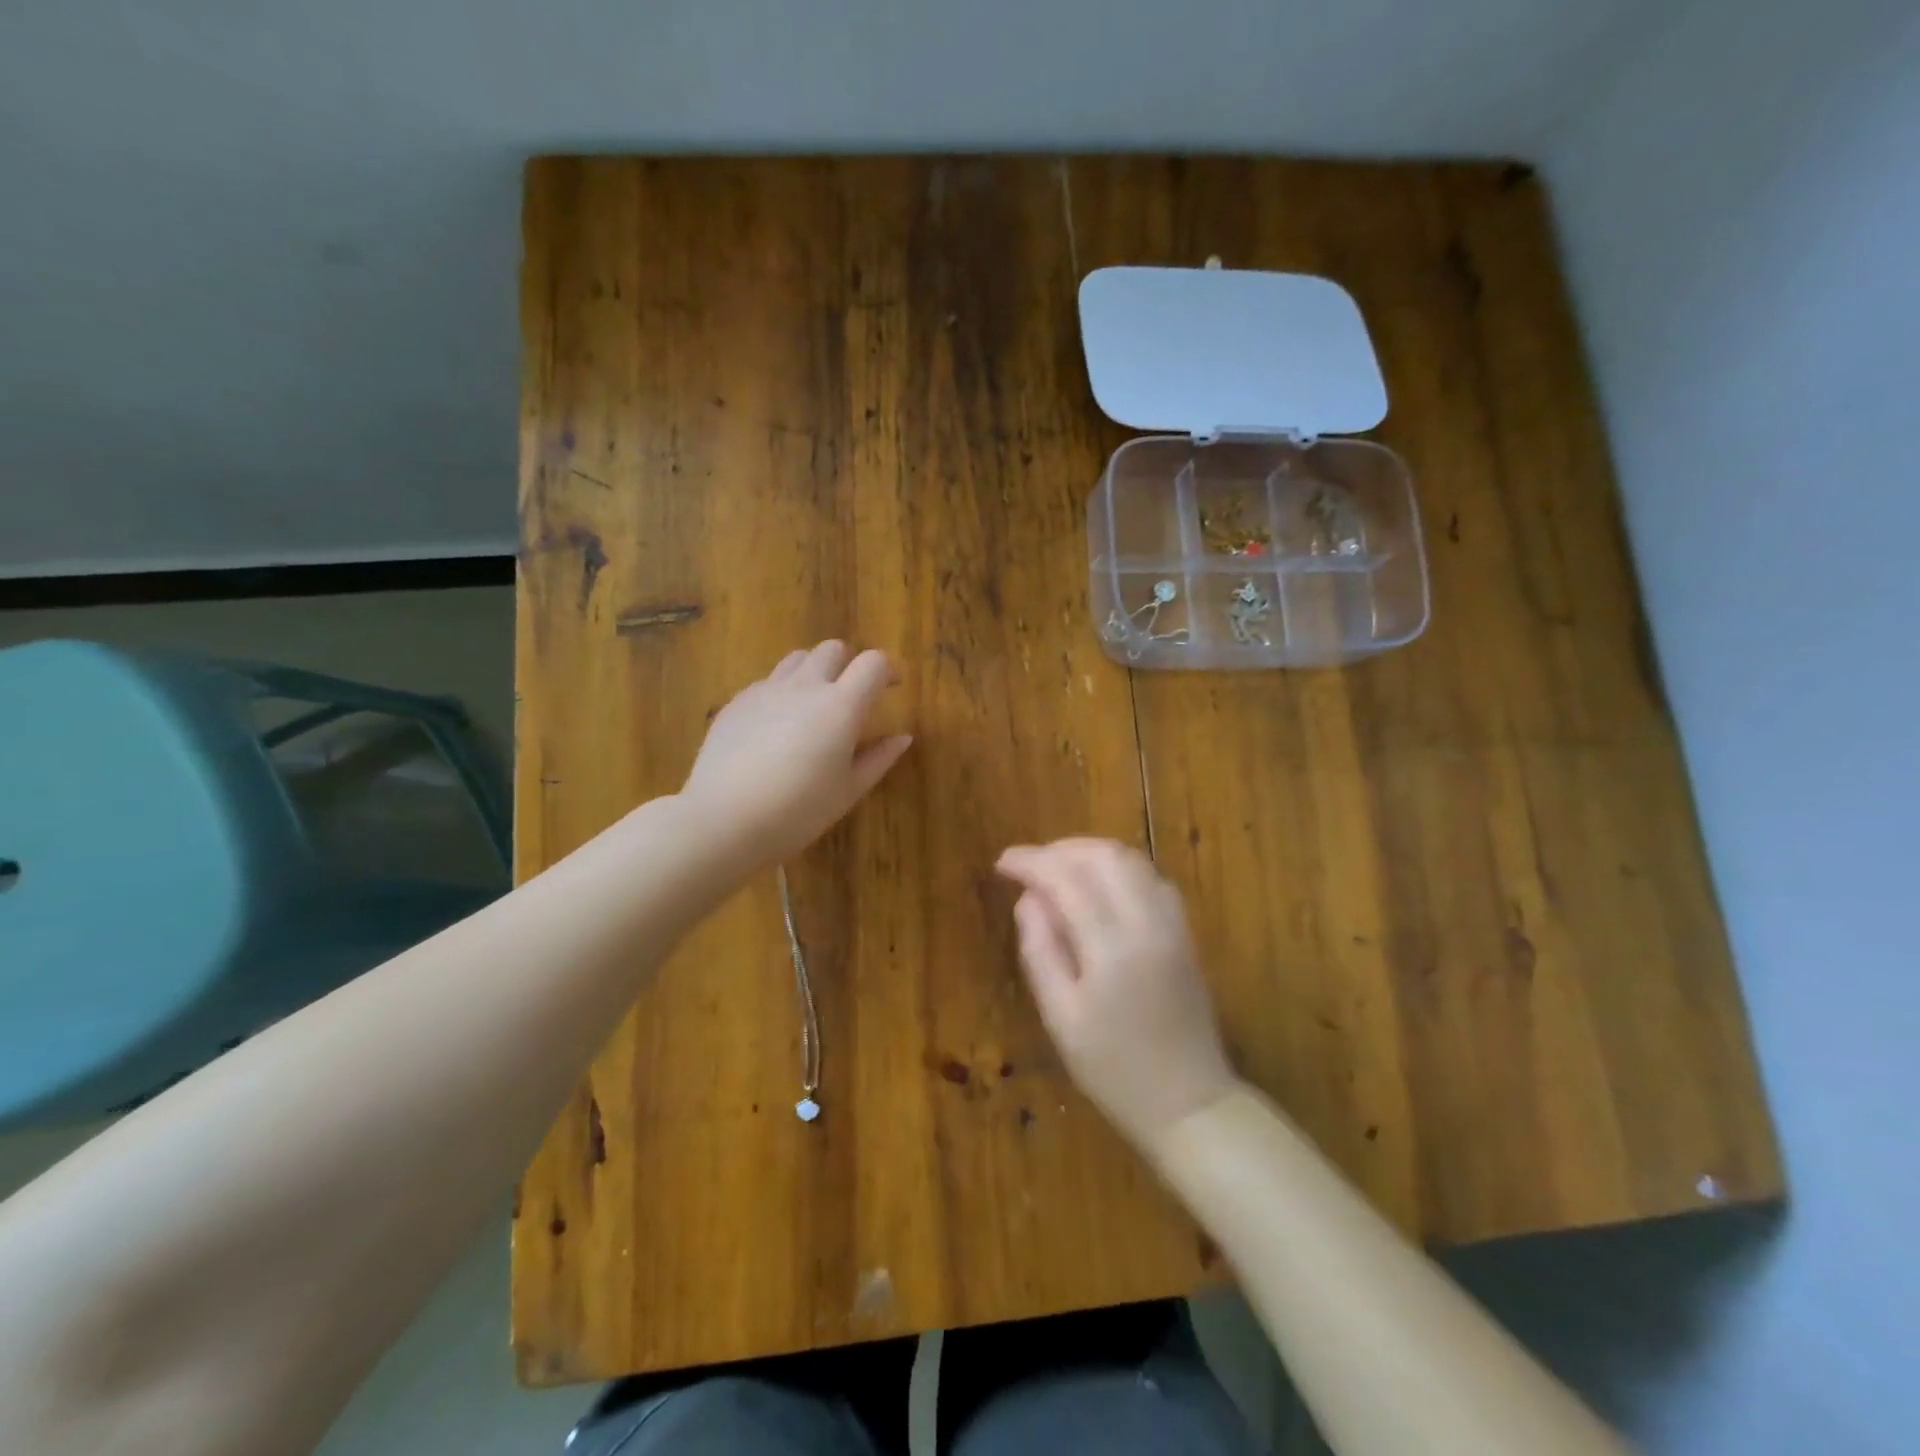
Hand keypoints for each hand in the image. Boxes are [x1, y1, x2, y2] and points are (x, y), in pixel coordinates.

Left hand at [681, 641, 911, 871]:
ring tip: (813, 704)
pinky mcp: (737, 702)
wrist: (723, 820)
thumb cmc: (797, 812)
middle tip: (851, 695)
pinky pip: (767, 682)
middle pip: (832, 649)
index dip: (887, 670)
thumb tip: (903, 737)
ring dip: (813, 671)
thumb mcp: (848, 791)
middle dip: (848, 664)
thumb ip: (879, 759)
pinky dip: (782, 692)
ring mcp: (766, 690)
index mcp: (841, 706)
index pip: (873, 663)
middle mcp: (805, 686)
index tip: (892, 687)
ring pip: (797, 659)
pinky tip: (776, 726)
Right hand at [997, 839, 1238, 1154]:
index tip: (1002, 862)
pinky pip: (1151, 877)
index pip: (1066, 878)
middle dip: (1061, 850)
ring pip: (1131, 860)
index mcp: (1112, 945)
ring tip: (1057, 871)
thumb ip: (1041, 950)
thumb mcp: (1061, 1018)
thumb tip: (1028, 899)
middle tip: (1029, 866)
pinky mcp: (1185, 932)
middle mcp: (1148, 921)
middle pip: (1104, 856)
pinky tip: (1098, 887)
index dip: (1031, 862)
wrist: (1189, 1103)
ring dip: (1090, 854)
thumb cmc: (1113, 1069)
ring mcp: (1173, 924)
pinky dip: (1118, 868)